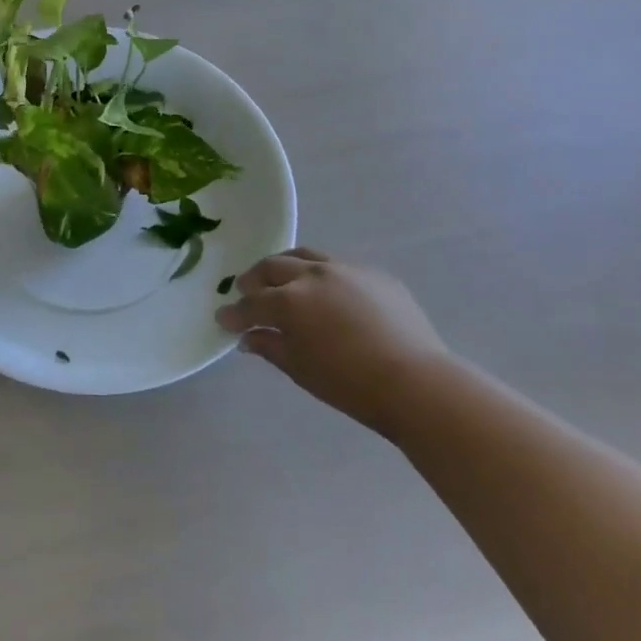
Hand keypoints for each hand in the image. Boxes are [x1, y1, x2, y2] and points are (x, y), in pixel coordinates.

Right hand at [217, 247, 450, 436]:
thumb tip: (248, 337)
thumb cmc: (350, 383)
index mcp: (290, 301)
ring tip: (281, 280)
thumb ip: (270, 346)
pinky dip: (322, 276)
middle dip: (255, 280)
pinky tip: (327, 293)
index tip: (223, 319)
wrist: (417, 383)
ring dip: (285, 267)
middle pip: (273, 268)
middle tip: (246, 291)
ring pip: (304, 257)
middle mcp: (313, 276)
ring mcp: (346, 270)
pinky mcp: (375, 275)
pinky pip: (339, 267)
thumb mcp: (301, 369)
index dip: (235, 313)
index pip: (252, 303)